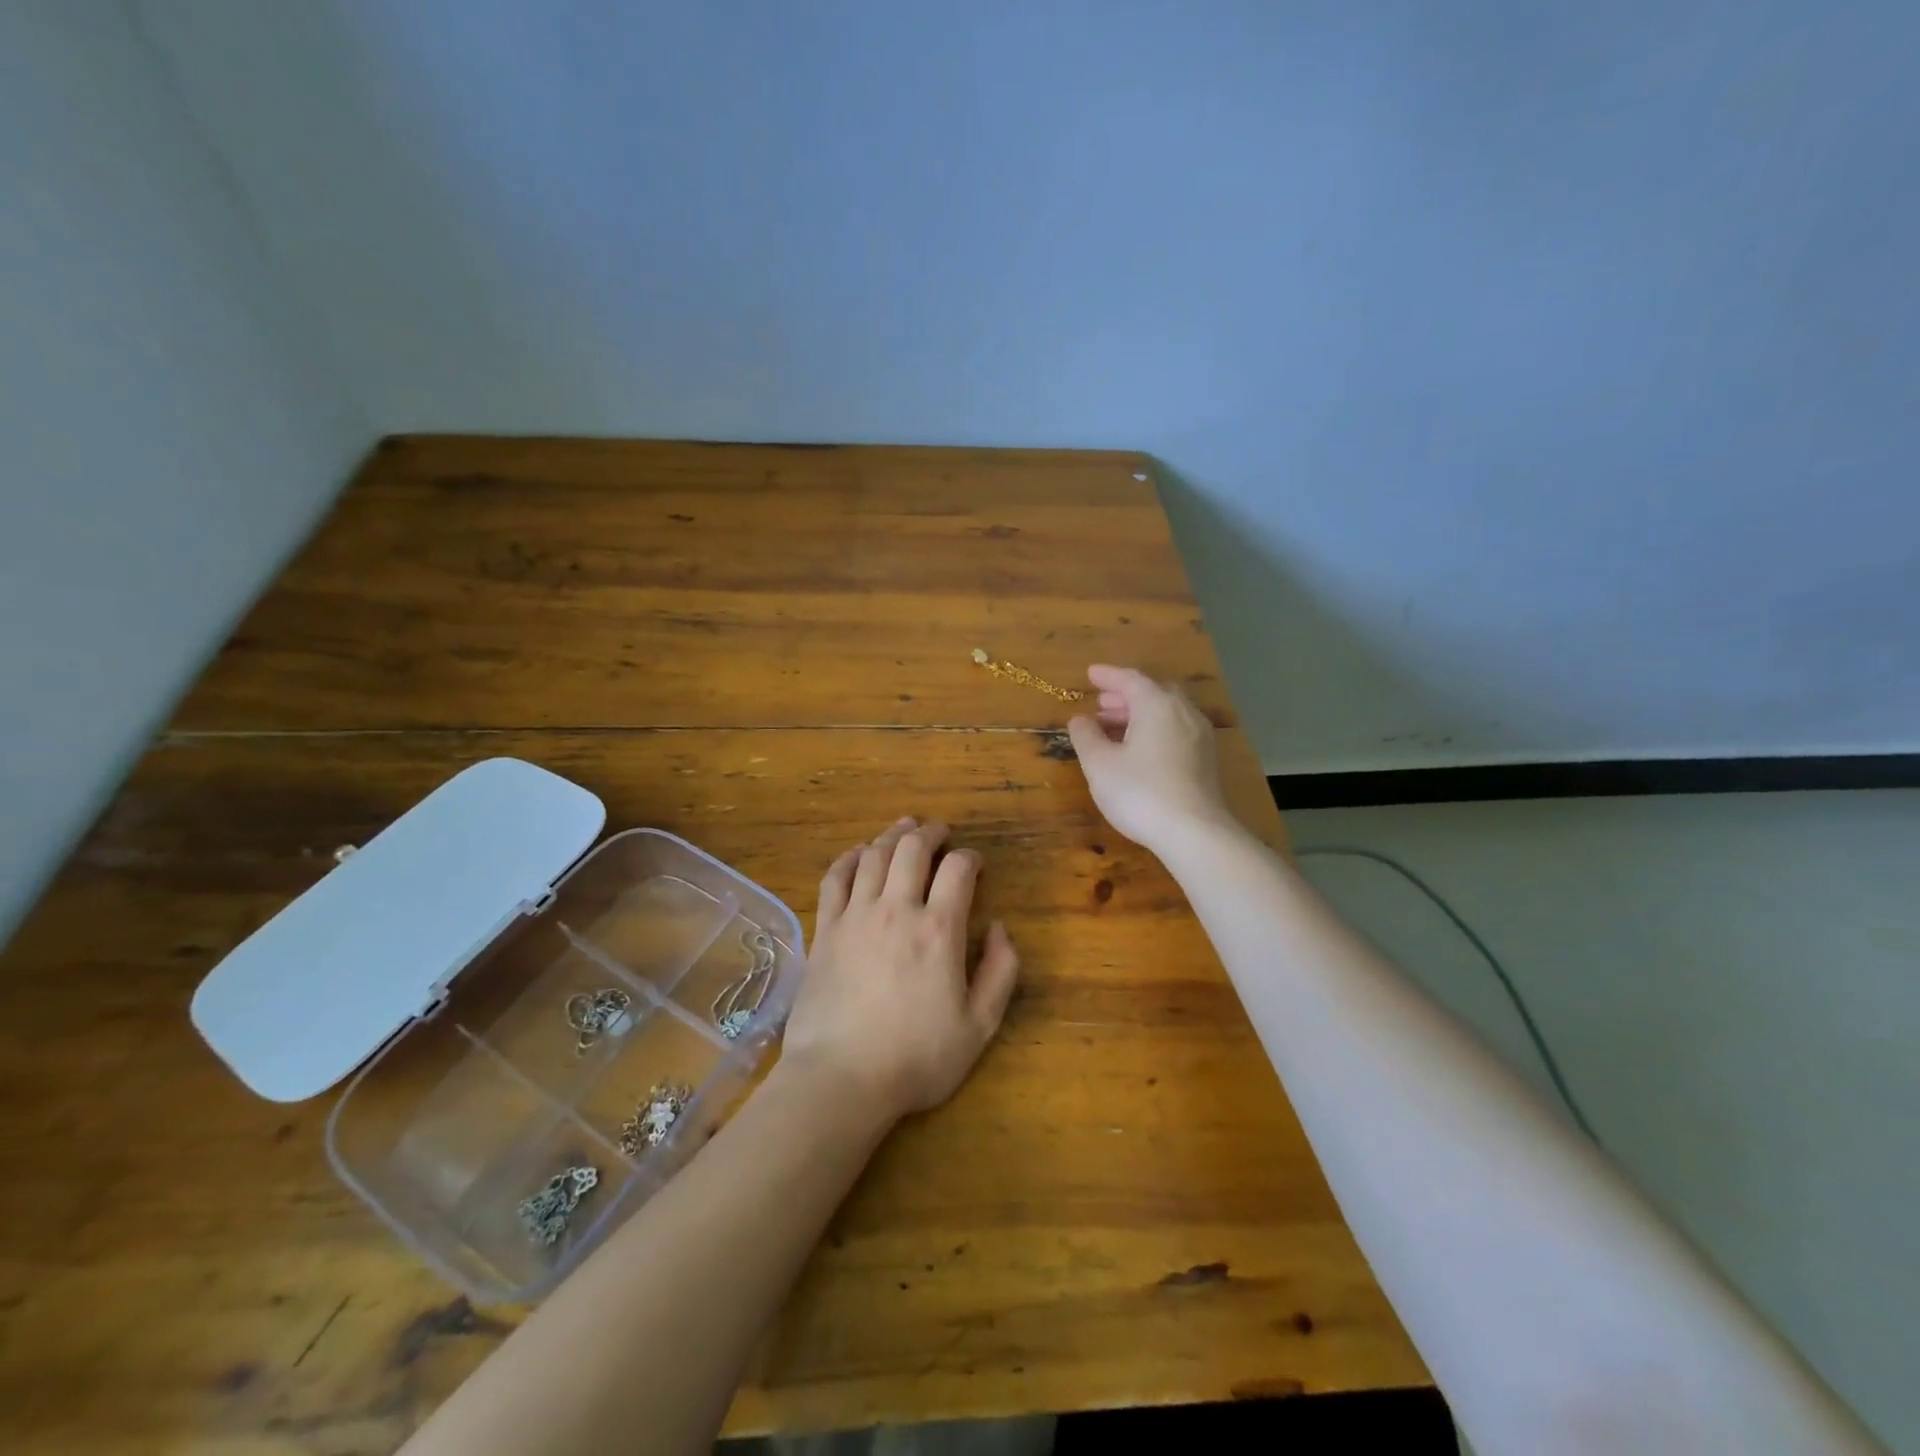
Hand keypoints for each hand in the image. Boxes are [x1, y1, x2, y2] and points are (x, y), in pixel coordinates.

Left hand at [783, 817, 1019, 1122]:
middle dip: (932, 832)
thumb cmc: (916, 1057)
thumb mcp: (980, 1026)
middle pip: (913, 849)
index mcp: (938, 929)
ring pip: (875, 855)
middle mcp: (897, 908)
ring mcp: (856, 915)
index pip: (958, 870)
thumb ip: (1001, 971)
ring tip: (905, 827)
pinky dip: (850, 858)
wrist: (840, 1079)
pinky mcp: (825, 929)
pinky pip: (836, 878)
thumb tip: (999, 927)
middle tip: (941, 831)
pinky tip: (859, 853)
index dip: (971, 857)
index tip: (975, 863)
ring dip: (893, 834)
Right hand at [1067, 665, 1237, 853]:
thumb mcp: (1099, 764)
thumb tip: (1080, 719)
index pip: (1130, 679)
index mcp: (1157, 705)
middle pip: (1153, 693)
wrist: (1195, 833)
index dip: (1108, 675)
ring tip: (1114, 728)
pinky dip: (1154, 730)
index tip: (1090, 674)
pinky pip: (1176, 731)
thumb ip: (1086, 736)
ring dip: (1140, 715)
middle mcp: (1183, 712)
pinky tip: (1139, 751)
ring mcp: (1200, 736)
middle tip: (1101, 703)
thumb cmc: (1141, 792)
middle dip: (1125, 696)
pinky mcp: (1206, 761)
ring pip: (1167, 713)